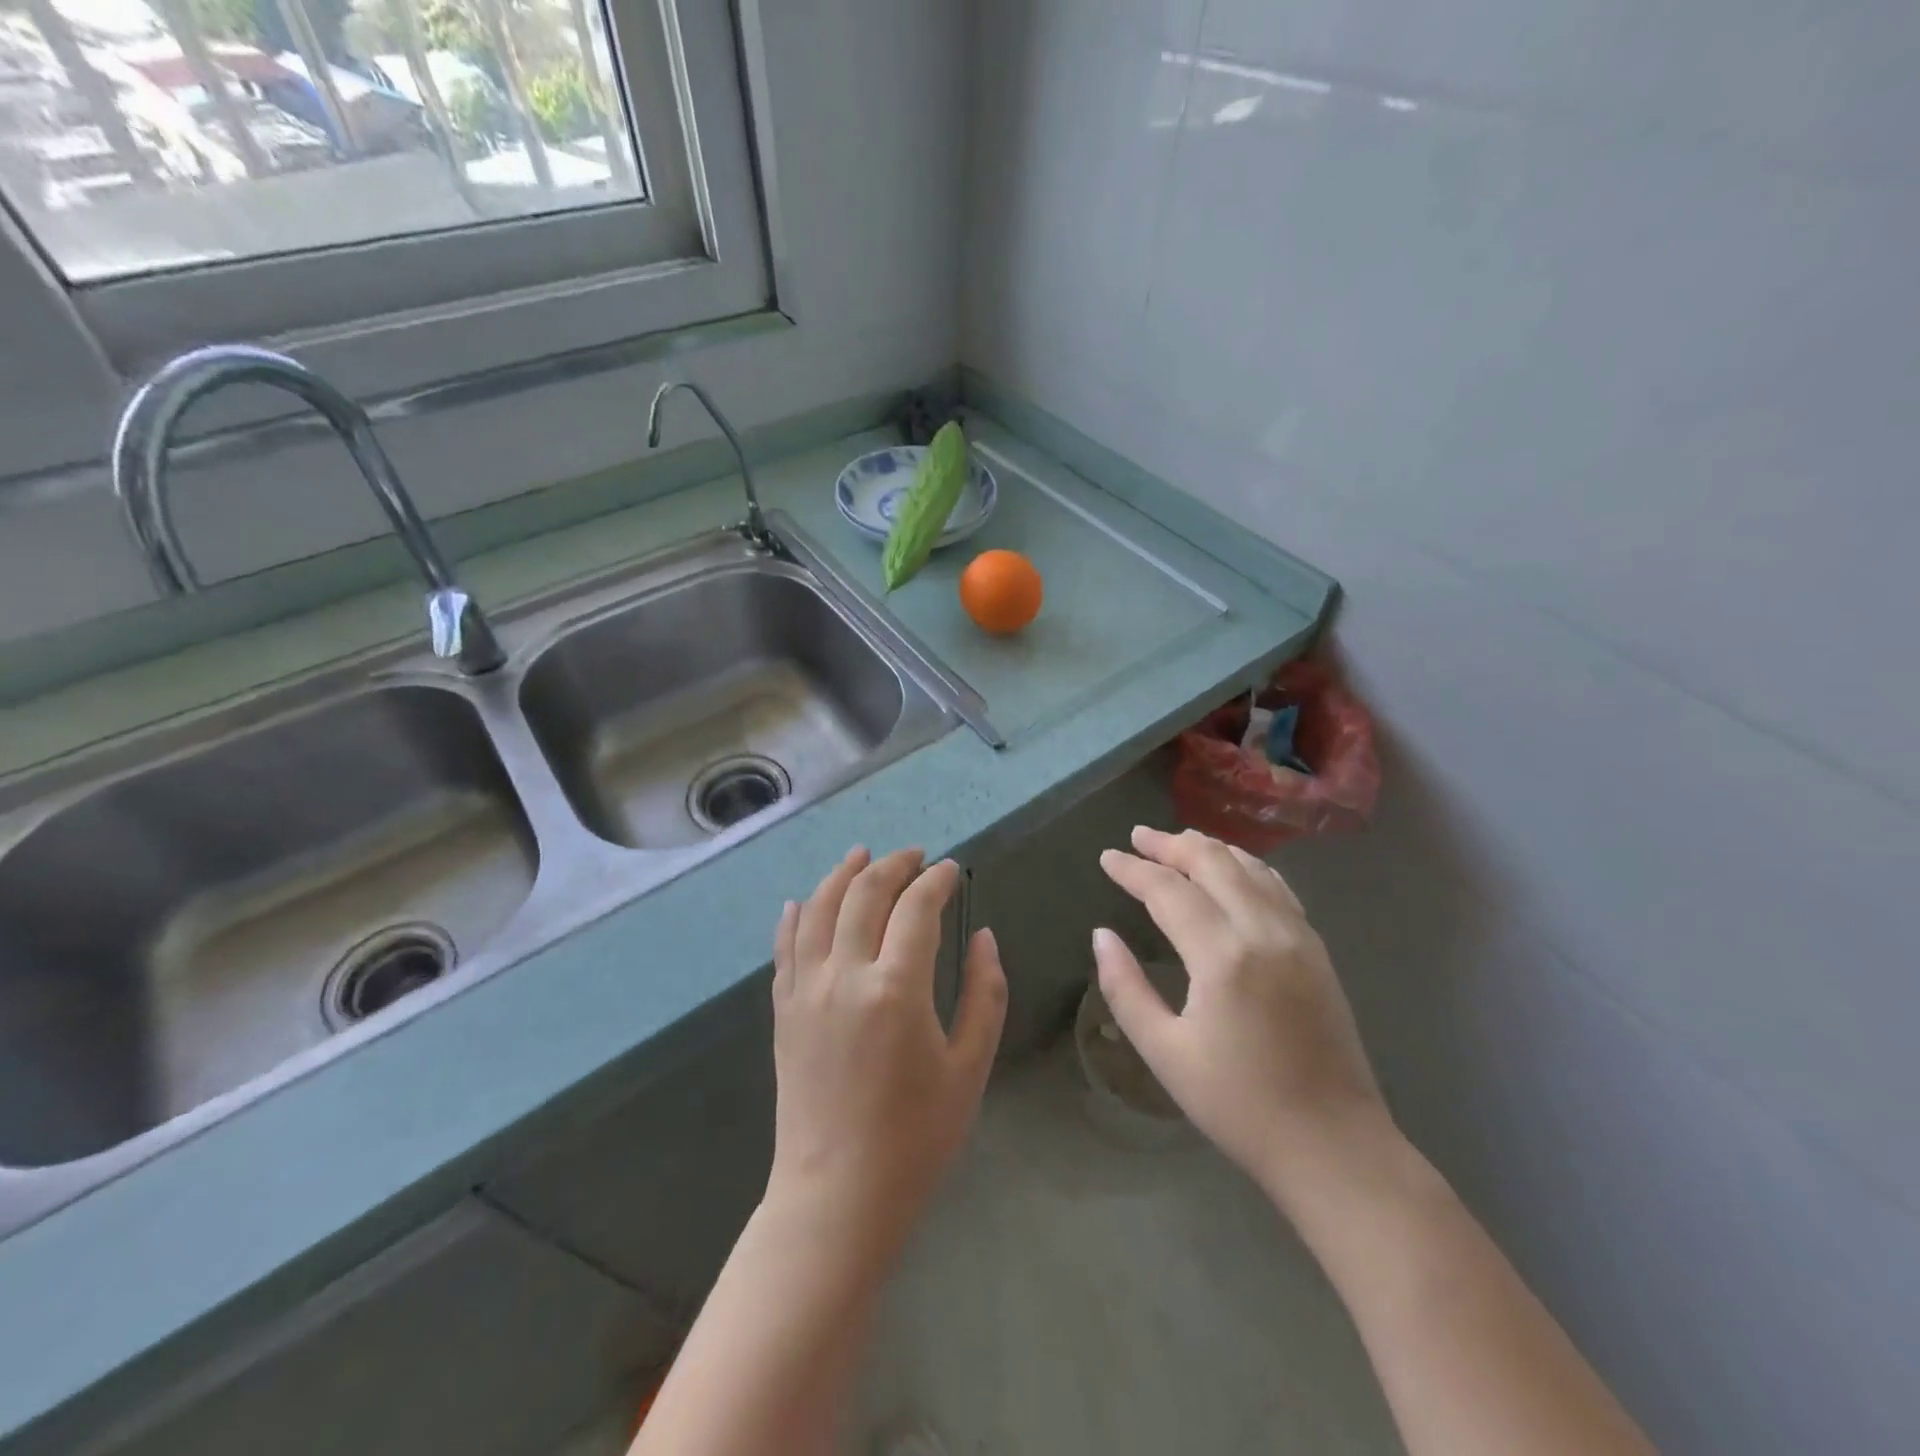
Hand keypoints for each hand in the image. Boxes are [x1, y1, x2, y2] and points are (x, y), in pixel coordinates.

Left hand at [768, 847, 1006, 1251]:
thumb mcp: (970, 1066)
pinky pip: (784, 947)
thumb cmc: (916, 1137)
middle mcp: (844, 976)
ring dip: (841, 875)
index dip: (936, 880)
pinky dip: (795, 915)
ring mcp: (805, 990)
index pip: (916, 907)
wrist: (837, 1196)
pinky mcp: (783, 1010)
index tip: (952, 870)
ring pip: (817, 908)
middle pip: (864, 894)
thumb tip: (982, 936)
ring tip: (862, 855)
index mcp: (896, 988)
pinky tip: (802, 900)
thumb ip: (984, 993)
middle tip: (916, 857)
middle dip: (893, 865)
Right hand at [1095, 827, 1388, 1199]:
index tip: (1106, 857)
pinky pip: (1278, 887)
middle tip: (1137, 837)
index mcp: (1223, 956)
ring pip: (1250, 867)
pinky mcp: (1317, 950)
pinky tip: (1233, 870)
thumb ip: (1125, 988)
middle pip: (1213, 862)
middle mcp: (1264, 931)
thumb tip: (1102, 936)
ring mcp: (1298, 936)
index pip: (1168, 891)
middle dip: (1170, 844)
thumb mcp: (1165, 1053)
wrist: (1334, 1145)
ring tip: (1177, 843)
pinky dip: (1246, 866)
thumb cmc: (1239, 1106)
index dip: (1133, 870)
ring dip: (1210, 848)